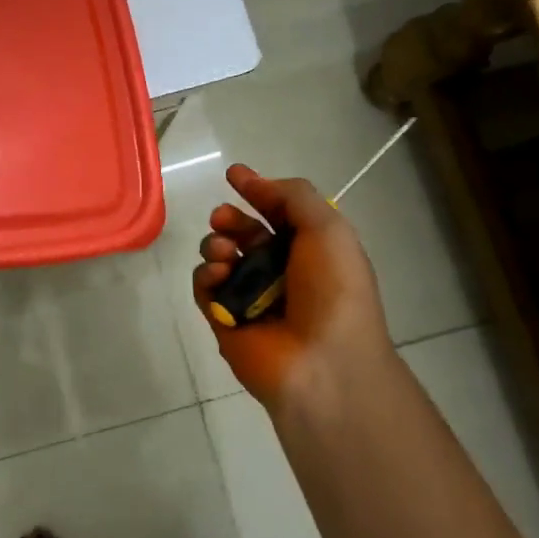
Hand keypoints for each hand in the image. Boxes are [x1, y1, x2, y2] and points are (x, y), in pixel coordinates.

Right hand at [190, 165, 394, 409]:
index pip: (279, 214)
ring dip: (216, 243)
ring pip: (220, 256)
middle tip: (222, 217)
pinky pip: (205, 287)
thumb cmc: (333, 291)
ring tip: (223, 252)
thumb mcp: (328, 230)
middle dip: (230, 218)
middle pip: (244, 233)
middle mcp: (280, 271)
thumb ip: (293, 196)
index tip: (233, 175)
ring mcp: (250, 296)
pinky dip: (207, 275)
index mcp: (311, 250)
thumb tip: (256, 183)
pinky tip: (218, 275)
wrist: (323, 363)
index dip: (258, 191)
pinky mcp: (224, 319)